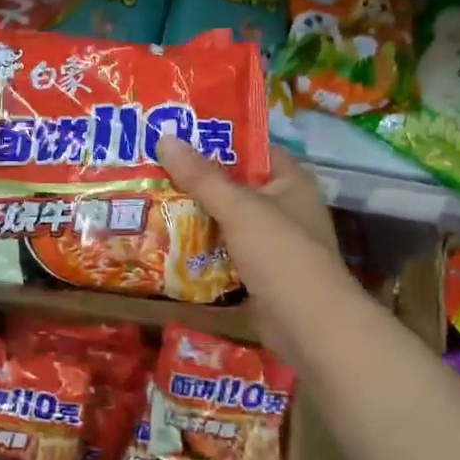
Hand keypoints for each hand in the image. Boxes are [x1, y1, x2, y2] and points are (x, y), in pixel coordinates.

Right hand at [156, 136, 354, 354]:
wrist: (310, 327)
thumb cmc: (281, 254)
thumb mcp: (239, 208)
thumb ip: (202, 176)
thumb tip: (164, 138)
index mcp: (289, 181)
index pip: (252, 149)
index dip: (217, 139)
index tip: (177, 132)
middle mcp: (283, 207)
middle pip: (233, 185)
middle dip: (196, 179)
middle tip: (151, 166)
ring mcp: (271, 243)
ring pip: (225, 220)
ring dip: (194, 215)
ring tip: (149, 198)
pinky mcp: (258, 273)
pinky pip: (223, 251)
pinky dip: (200, 247)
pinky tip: (166, 240)